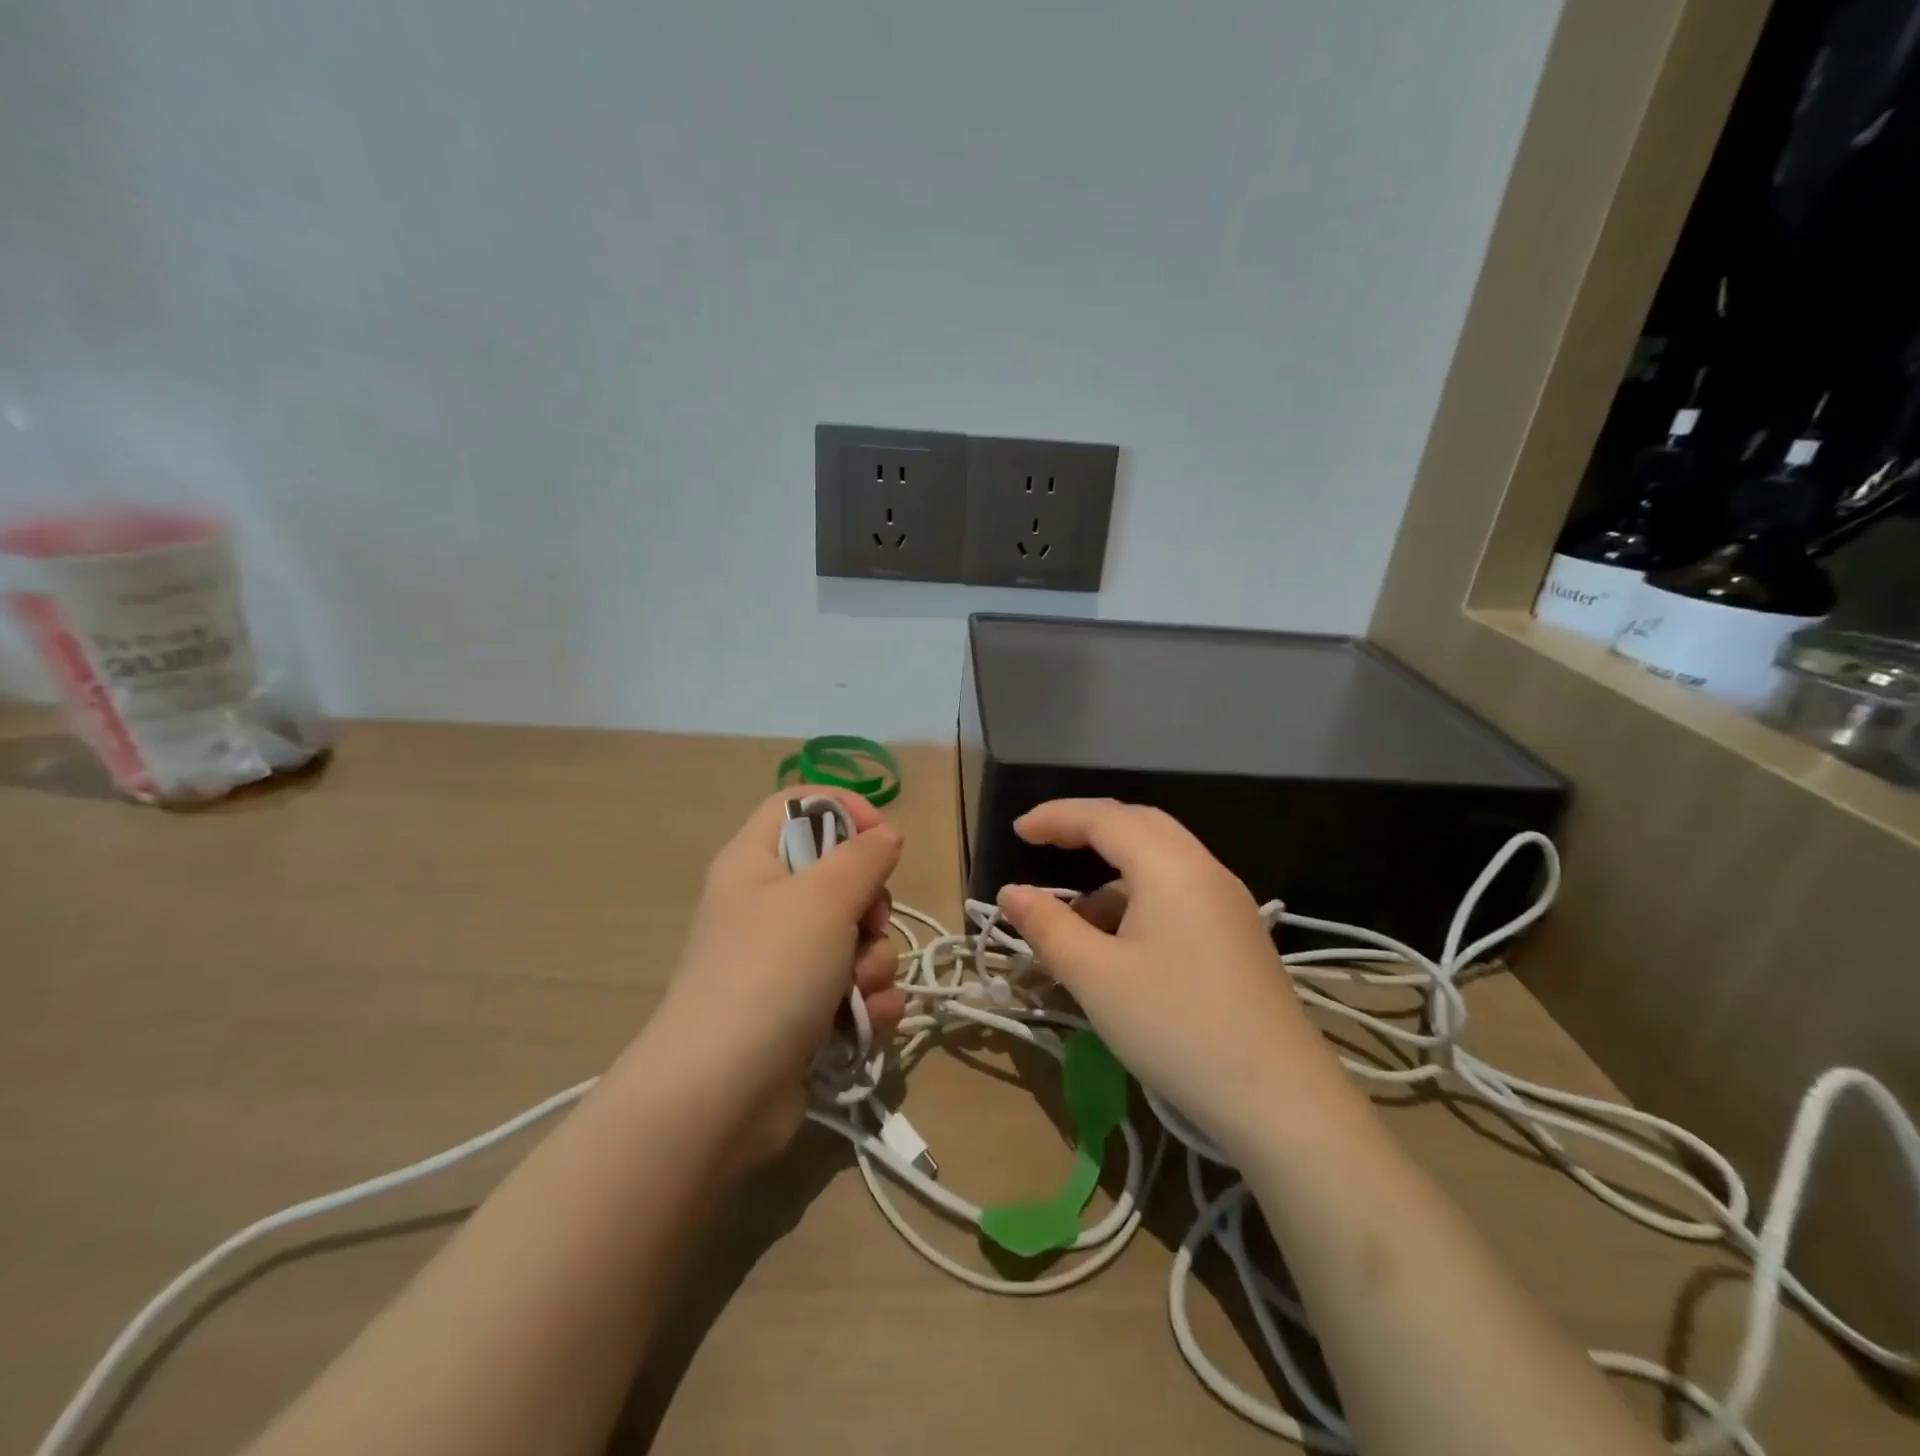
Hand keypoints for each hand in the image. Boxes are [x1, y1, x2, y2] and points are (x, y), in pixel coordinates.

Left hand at [635, 788, 905, 1168]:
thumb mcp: (824, 898)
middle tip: (865, 926)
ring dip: (874, 961)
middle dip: (871, 905)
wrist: (721, 1095)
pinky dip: (867, 1001)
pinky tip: (867, 1021)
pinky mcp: (801, 1010)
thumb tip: (885, 834)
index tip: (882, 836)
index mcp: (754, 862)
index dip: (844, 809)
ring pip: (855, 937)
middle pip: (839, 876)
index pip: (799, 804)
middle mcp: (766, 905)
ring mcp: (783, 962)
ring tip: (858, 989)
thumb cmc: (770, 972)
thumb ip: (863, 857)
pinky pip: (853, 987)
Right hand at [996, 799, 1356, 1160]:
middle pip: (1138, 825)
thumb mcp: (1096, 977)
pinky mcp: (1238, 934)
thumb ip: (1048, 926)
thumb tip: (1011, 892)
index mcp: (1169, 866)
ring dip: (1112, 872)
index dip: (1056, 817)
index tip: (1016, 830)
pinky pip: (1179, 891)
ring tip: (1074, 917)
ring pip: (1161, 860)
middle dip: (1087, 829)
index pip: (1104, 818)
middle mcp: (1204, 869)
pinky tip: (1120, 943)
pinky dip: (1138, 898)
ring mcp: (1228, 902)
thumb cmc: (1176, 1027)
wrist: (1281, 1100)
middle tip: (1044, 844)